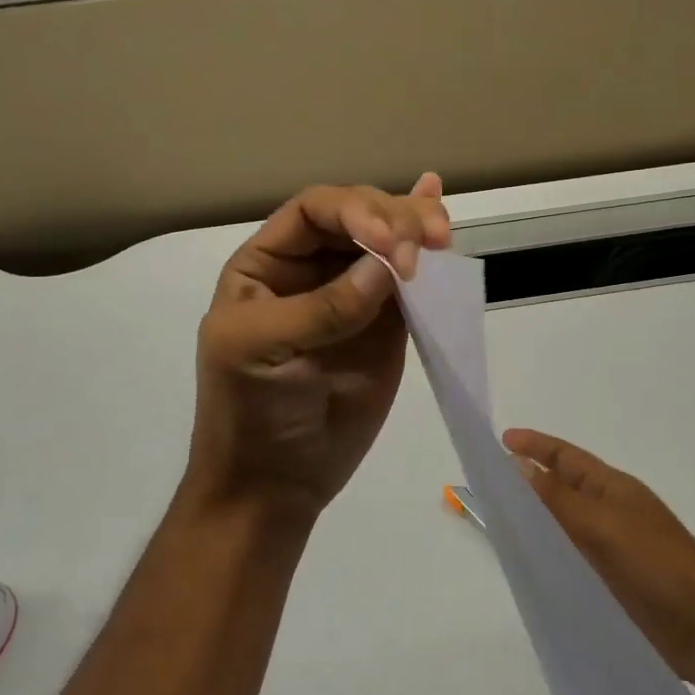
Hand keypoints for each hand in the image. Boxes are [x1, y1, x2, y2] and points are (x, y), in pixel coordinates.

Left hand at [184, 176, 451, 526]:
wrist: (277, 483)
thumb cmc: (250, 413)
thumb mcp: (260, 350)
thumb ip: (323, 307)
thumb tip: (388, 266)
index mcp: (268, 264)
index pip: (314, 211)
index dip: (353, 211)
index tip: (385, 241)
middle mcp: (313, 269)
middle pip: (359, 216)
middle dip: (395, 219)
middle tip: (428, 243)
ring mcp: (355, 295)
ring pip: (391, 241)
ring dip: (418, 227)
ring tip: (441, 236)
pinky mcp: (388, 326)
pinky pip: (411, 283)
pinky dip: (428, 254)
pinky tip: (443, 218)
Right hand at [502, 429, 694, 692]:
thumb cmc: (657, 564)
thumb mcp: (602, 524)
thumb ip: (557, 498)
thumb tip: (517, 464)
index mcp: (614, 488)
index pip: (567, 457)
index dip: (536, 445)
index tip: (502, 440)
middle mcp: (611, 511)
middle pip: (563, 487)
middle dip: (529, 480)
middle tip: (488, 482)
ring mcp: (613, 548)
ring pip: (564, 523)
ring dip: (536, 518)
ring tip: (497, 521)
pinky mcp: (612, 582)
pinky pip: (571, 556)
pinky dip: (548, 552)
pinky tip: (527, 564)